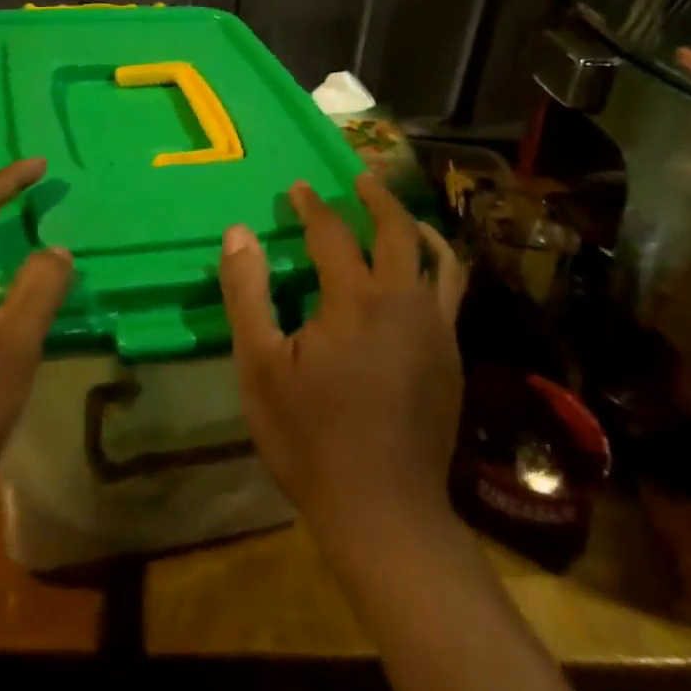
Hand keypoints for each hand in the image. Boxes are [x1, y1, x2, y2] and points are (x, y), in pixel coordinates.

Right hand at [220, 175, 466, 560]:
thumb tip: (239, 232)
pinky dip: (436, 269)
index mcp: (355, 300)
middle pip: (398, 232)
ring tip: (402, 218)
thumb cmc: (310, 438)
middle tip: (360, 180)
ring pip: (439, 260)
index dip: (312, 206)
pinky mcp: (452, 358)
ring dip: (417, 229)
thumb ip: (247, 293)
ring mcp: (437, 331)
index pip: (333, 233)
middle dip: (378, 199)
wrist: (384, 510)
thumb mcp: (260, 367)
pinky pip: (450, 294)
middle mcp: (404, 303)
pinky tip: (419, 281)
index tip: (298, 189)